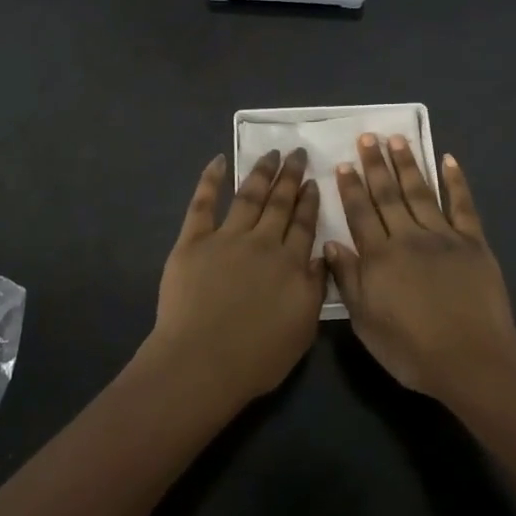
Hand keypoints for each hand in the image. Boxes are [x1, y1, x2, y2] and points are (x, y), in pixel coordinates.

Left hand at [148, 149, 325, 408]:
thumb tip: (322, 255)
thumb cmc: (257, 356)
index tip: (313, 181)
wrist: (202, 362)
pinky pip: (203, 204)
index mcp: (291, 264)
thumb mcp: (303, 328)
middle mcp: (263, 242)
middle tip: (297, 153)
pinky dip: (210, 180)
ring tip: (271, 153)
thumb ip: (316, 288)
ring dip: (261, 172)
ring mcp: (226, 238)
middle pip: (280, 203)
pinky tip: (218, 161)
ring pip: (248, 196)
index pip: (304, 224)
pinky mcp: (193, 241)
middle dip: (290, 176)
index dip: (309, 201)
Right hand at [328, 136, 515, 402]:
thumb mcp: (366, 322)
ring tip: (397, 139)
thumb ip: (348, 280)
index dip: (350, 187)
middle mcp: (408, 237)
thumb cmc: (411, 349)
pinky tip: (448, 160)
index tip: (342, 163)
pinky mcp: (473, 242)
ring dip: (408, 164)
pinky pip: (462, 205)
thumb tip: (331, 244)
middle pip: (388, 195)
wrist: (471, 359)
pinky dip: (456, 181)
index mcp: (379, 257)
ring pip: (420, 192)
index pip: (360, 213)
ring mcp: (443, 237)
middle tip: (368, 137)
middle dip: (375, 165)